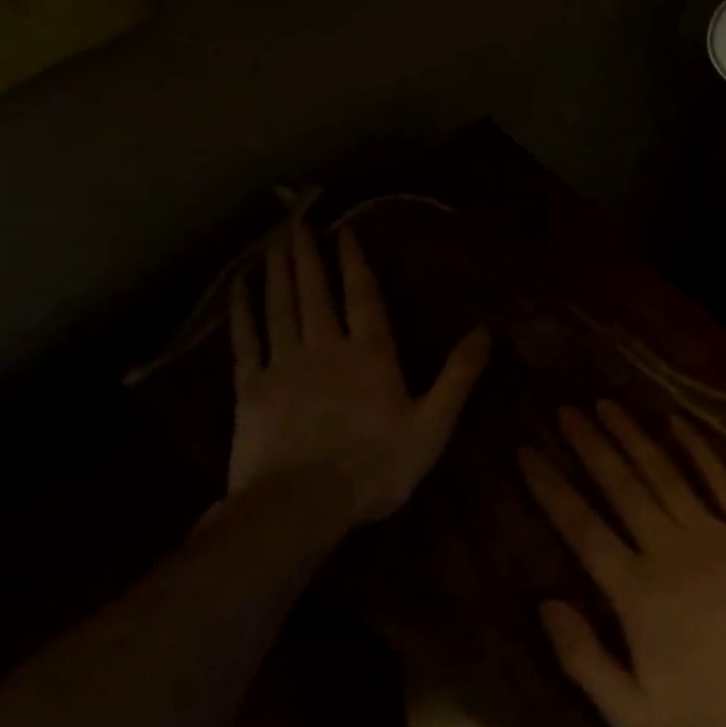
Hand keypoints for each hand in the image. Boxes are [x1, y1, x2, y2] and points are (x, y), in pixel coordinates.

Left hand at [229, 219, 490, 522]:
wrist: (301, 505)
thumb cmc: (376, 466)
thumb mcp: (433, 424)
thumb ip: (459, 375)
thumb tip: (486, 331)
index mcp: (371, 354)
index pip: (363, 296)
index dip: (355, 262)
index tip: (345, 232)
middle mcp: (325, 347)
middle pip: (316, 292)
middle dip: (309, 254)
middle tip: (297, 220)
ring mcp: (284, 366)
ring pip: (281, 307)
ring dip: (279, 273)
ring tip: (275, 242)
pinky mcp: (250, 389)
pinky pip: (245, 341)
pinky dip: (242, 312)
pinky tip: (238, 290)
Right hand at [518, 400, 725, 726]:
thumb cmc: (711, 720)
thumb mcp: (633, 714)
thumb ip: (584, 658)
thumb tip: (545, 603)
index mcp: (637, 591)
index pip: (583, 527)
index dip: (552, 488)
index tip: (527, 452)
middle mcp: (670, 548)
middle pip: (621, 486)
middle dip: (589, 445)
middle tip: (565, 410)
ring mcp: (715, 532)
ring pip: (665, 473)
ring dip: (633, 436)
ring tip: (607, 404)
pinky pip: (721, 479)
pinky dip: (698, 448)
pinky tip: (677, 420)